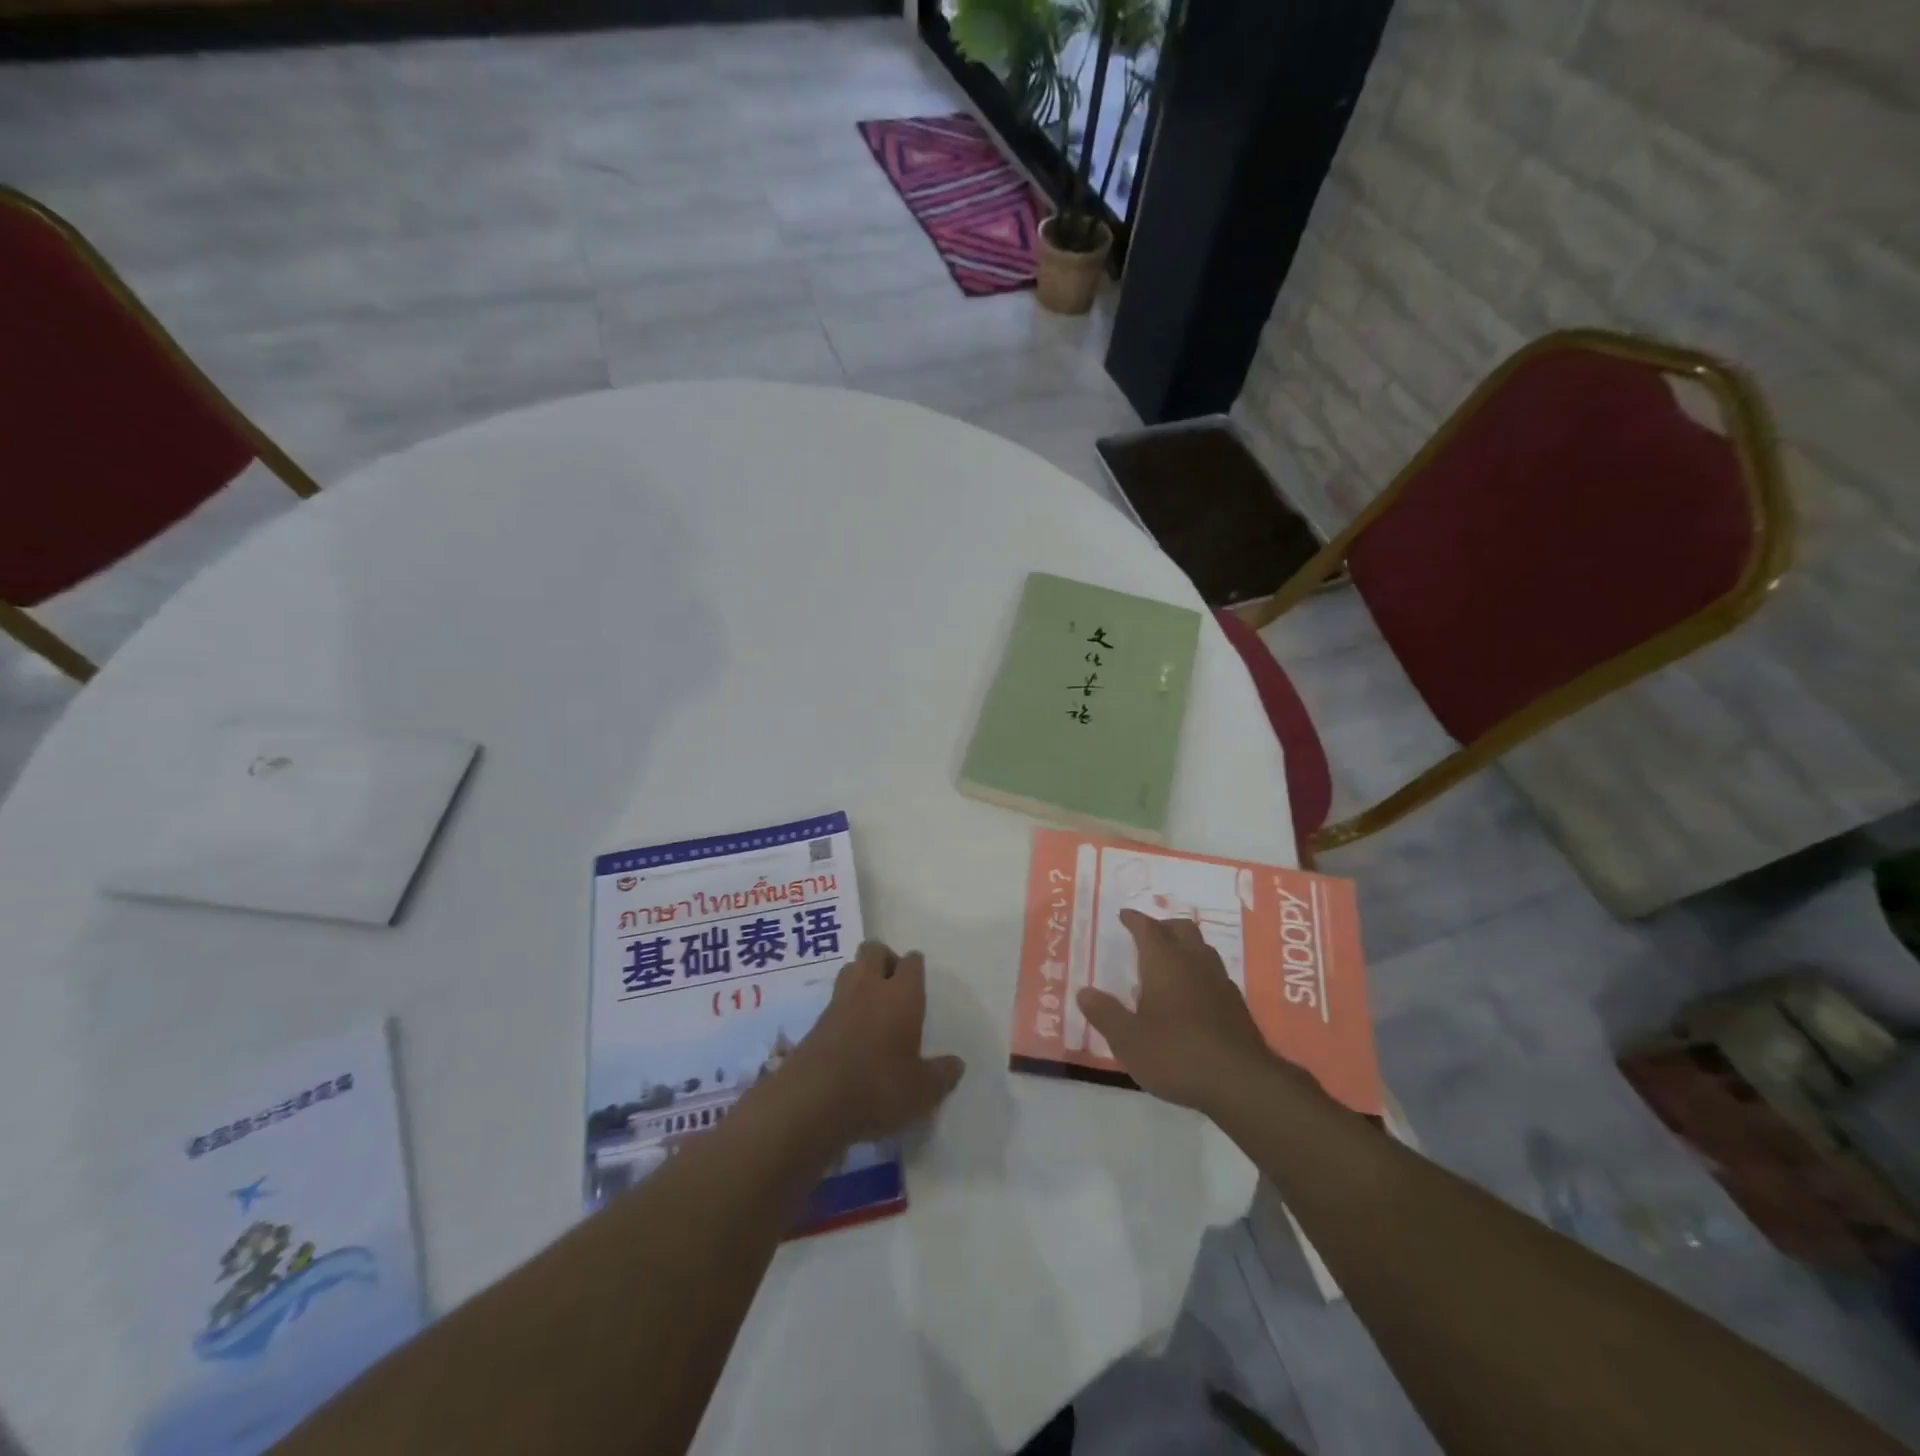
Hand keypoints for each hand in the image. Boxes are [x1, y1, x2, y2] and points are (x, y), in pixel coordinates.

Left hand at [781, 942, 965, 1146]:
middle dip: (885, 959)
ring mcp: (839, 1002)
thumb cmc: (878, 1087)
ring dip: (861, 976)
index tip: (919, 982)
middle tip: (895, 987)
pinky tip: (852, 1032)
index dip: (915, 967)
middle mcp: (870, 987)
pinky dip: (844, 1005)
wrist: (812, 1101)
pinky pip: (834, 998)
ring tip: (873, 1005)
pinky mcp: (816, 1022)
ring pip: (850, 968)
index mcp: (902, 995)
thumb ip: (943, 1075)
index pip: (911, 961)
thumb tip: (957, 1064)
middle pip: (874, 950)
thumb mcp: (922, 1091)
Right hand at [1077, 910, 1281, 1114]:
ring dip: (1185, 947)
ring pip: (1202, 949)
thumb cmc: (1176, 1055)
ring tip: (1169, 962)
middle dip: (1163, 926)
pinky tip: (1192, 995)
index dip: (1134, 919)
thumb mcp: (1128, 1040)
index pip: (1148, 928)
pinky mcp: (1236, 1006)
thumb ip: (1105, 1014)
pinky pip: (1214, 974)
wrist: (1241, 1083)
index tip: (1124, 915)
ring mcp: (1220, 983)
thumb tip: (1084, 992)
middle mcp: (1195, 963)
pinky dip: (1199, 972)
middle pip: (1182, 929)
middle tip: (1148, 935)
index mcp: (1165, 962)